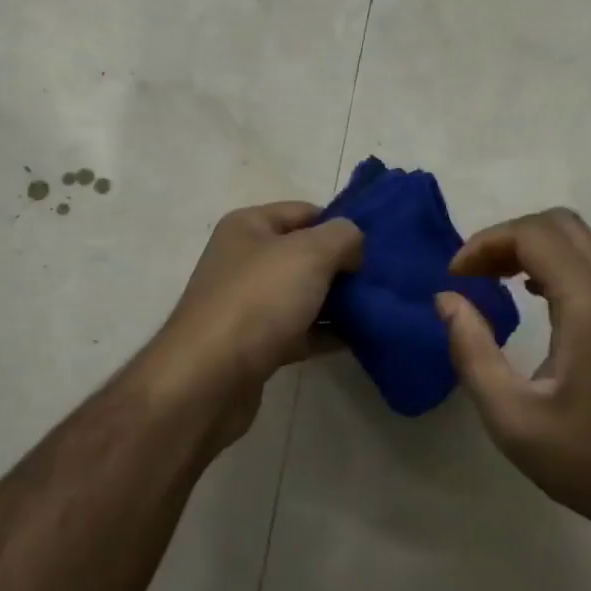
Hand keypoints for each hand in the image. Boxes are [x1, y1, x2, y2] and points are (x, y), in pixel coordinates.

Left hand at [140, 202, 362, 444]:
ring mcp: (248, 304)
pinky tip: (358, 340)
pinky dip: (325, 334)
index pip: (304, 212)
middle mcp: (244, 260)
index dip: (340, 225)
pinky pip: (299, 331)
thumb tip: (354, 245)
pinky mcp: (255, 344)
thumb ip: (342, 237)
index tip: (375, 246)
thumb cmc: (258, 300)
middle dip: (342, 266)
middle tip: (381, 279)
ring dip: (337, 302)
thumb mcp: (309, 253)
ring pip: (303, 295)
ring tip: (378, 308)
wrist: (209, 378)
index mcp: (248, 227)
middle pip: (305, 255)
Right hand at [436, 208, 590, 550]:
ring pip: (580, 240)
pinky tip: (536, 298)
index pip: (533, 235)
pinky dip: (558, 264)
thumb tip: (447, 299)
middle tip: (474, 274)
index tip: (455, 277)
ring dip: (532, 248)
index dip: (485, 244)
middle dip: (507, 238)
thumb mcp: (511, 417)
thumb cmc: (589, 460)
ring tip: (495, 281)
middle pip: (559, 225)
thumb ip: (472, 350)